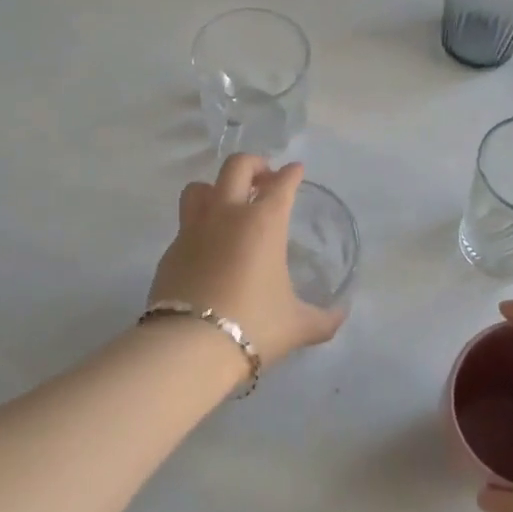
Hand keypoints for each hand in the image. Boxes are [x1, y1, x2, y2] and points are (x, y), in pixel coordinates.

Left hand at [148, 156, 345, 367]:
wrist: (190, 346)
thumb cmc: (254, 326)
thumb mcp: (298, 326)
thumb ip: (324, 319)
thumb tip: (341, 315)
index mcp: (264, 223)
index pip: (281, 184)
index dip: (291, 174)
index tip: (296, 171)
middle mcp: (227, 214)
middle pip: (237, 167)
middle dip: (254, 164)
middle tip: (264, 178)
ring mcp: (193, 229)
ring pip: (200, 187)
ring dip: (217, 187)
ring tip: (228, 203)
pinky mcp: (171, 250)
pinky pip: (185, 223)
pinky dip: (199, 225)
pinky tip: (208, 246)